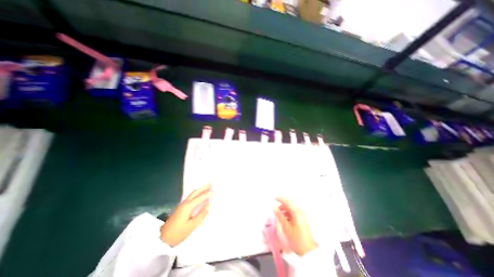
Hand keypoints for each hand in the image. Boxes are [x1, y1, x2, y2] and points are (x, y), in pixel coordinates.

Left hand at [159, 184, 211, 245]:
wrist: (162, 239)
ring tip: (207, 187)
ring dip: (200, 189)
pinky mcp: (181, 207)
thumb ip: (201, 215)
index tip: (214, 190)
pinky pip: (191, 196)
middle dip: (203, 188)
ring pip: (192, 194)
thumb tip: (208, 206)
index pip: (200, 198)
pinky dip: (197, 193)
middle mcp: (185, 203)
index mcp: (188, 207)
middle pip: (195, 192)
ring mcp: (182, 204)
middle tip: (211, 184)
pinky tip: (199, 194)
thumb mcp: (191, 226)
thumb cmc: (178, 233)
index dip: (207, 194)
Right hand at [274, 196, 316, 255]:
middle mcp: (300, 211)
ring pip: (291, 209)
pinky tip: (284, 219)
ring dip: (284, 210)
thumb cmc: (296, 239)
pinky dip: (288, 214)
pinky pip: (293, 213)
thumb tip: (273, 207)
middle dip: (282, 205)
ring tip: (279, 214)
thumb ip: (279, 216)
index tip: (274, 197)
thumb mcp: (286, 227)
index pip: (287, 201)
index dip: (280, 198)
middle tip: (275, 208)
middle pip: (290, 204)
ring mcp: (302, 215)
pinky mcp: (302, 220)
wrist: (308, 251)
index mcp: (296, 212)